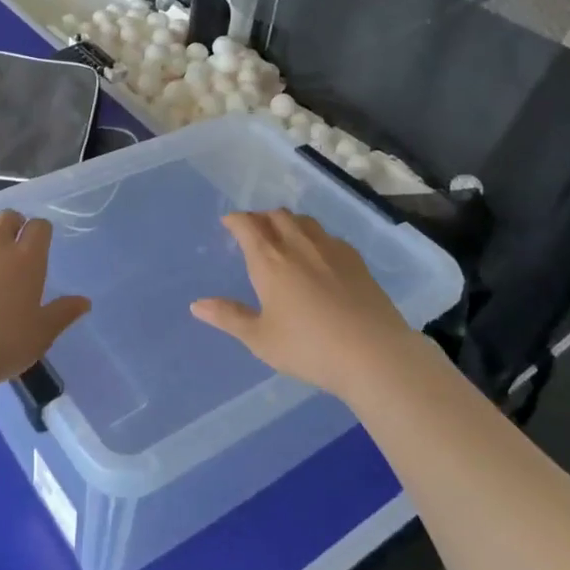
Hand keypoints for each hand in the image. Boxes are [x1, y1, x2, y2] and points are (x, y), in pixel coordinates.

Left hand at [0, 211, 90, 389]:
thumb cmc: (0, 345)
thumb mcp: (40, 335)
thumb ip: (61, 314)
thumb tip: (84, 301)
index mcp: (26, 259)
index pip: (39, 228)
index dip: (40, 231)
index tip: (39, 240)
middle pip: (6, 217)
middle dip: (12, 222)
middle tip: (12, 237)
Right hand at [192, 210, 414, 399]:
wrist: (374, 354)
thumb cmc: (308, 348)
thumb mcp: (260, 339)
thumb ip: (229, 317)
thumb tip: (196, 305)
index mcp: (270, 261)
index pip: (247, 225)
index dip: (235, 220)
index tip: (228, 222)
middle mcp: (298, 245)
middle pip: (276, 216)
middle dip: (261, 218)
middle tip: (254, 230)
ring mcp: (330, 249)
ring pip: (304, 221)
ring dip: (288, 222)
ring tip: (284, 236)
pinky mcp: (356, 260)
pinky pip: (328, 236)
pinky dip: (314, 237)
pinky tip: (318, 255)